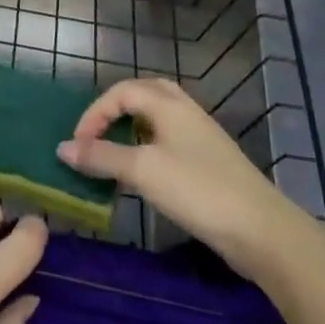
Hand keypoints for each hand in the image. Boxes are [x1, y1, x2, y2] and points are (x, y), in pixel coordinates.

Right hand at [57, 77, 314, 281]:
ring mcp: (202, 138)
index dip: (94, 113)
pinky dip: (148, 148)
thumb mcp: (141, 170)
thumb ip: (100, 156)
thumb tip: (62, 148)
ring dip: (132, 129)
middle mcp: (186, 113)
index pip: (122, 92)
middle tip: (97, 133)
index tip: (78, 145)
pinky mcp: (210, 164)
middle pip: (146, 94)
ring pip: (159, 119)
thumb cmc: (197, 190)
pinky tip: (143, 175)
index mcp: (170, 105)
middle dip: (116, 109)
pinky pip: (170, 142)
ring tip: (114, 152)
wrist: (263, 231)